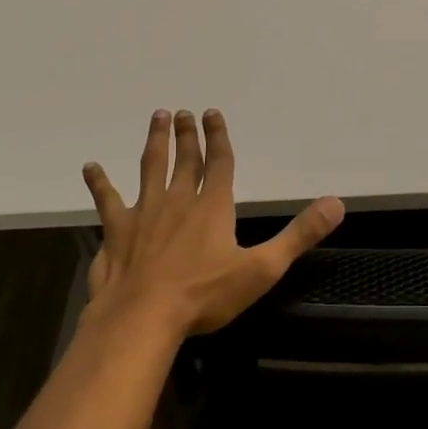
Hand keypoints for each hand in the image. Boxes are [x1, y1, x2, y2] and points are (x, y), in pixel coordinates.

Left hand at [81, 109, 344, 337]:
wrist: (144, 316)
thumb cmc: (205, 295)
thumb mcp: (262, 268)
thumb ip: (299, 235)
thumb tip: (336, 204)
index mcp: (212, 207)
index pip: (219, 162)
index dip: (218, 137)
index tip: (212, 113)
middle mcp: (178, 200)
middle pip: (184, 159)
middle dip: (186, 134)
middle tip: (182, 112)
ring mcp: (144, 212)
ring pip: (150, 167)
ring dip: (155, 142)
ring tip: (157, 117)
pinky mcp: (117, 230)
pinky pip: (107, 199)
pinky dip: (99, 182)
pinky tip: (90, 167)